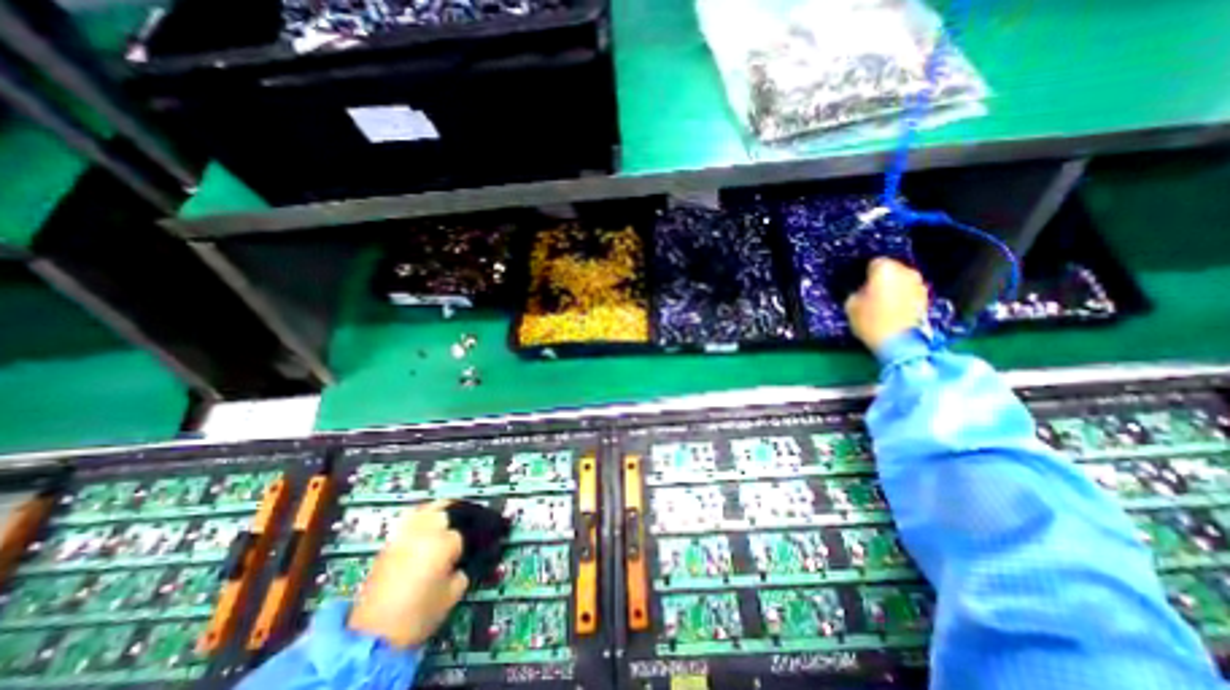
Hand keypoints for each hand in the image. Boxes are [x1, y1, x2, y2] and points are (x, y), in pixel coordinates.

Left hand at [351, 498, 474, 648]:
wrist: (372, 636)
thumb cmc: (418, 614)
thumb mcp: (453, 594)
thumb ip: (465, 570)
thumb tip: (468, 560)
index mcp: (445, 542)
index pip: (468, 531)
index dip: (479, 537)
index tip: (488, 539)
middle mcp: (427, 531)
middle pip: (450, 510)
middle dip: (463, 515)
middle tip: (473, 523)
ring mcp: (406, 533)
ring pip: (429, 508)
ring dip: (443, 510)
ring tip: (452, 517)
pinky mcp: (391, 541)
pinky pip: (411, 517)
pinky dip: (423, 515)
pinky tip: (429, 522)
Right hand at [854, 263, 927, 353]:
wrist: (899, 342)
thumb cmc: (870, 321)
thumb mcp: (851, 305)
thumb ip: (857, 292)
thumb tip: (863, 291)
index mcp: (885, 269)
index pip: (874, 262)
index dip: (866, 273)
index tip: (861, 283)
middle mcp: (906, 272)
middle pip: (891, 269)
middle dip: (882, 278)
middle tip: (871, 293)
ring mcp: (919, 284)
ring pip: (902, 280)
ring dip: (894, 287)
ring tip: (883, 302)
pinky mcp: (926, 298)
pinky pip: (910, 292)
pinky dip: (903, 297)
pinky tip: (894, 309)